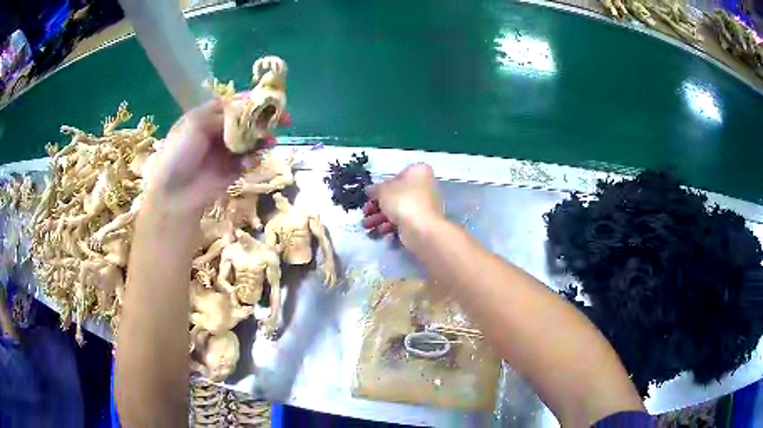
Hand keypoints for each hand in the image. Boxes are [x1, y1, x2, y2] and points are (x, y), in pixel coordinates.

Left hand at [146, 99, 289, 214]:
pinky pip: (249, 161)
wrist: (174, 192)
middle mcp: (219, 131)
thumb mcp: (196, 124)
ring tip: (271, 141)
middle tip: (284, 119)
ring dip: (263, 139)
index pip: (235, 103)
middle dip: (265, 119)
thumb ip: (224, 115)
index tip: (270, 100)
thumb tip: (248, 110)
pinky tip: (250, 162)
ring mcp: (227, 151)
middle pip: (247, 120)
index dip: (252, 100)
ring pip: (252, 140)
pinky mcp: (232, 170)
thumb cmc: (180, 153)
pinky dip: (253, 160)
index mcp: (208, 116)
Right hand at [361, 163, 442, 238]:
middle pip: (396, 195)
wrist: (421, 228)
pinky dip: (392, 226)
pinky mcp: (424, 221)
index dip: (381, 187)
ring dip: (380, 217)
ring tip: (367, 226)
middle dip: (378, 206)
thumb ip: (375, 189)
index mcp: (418, 171)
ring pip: (399, 209)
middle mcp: (425, 186)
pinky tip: (382, 232)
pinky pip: (405, 221)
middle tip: (365, 213)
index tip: (370, 196)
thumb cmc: (403, 201)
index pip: (396, 176)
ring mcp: (425, 205)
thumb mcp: (382, 190)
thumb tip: (371, 190)